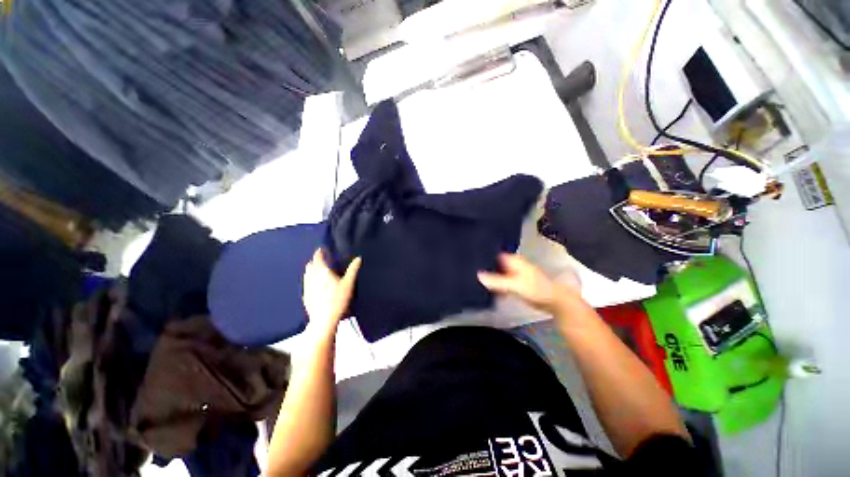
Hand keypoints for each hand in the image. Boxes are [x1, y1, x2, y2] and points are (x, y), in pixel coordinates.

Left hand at [302, 249, 361, 335]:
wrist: (324, 319)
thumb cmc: (338, 299)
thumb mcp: (348, 283)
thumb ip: (353, 270)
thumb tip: (358, 258)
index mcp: (322, 271)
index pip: (317, 258)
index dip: (319, 252)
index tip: (321, 249)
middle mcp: (311, 277)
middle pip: (310, 265)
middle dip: (315, 261)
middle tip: (322, 260)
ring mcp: (306, 287)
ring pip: (306, 274)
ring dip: (311, 269)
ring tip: (318, 271)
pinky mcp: (305, 296)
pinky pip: (306, 283)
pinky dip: (310, 279)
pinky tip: (315, 285)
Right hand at [478, 253, 580, 314]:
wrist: (555, 301)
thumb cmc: (536, 289)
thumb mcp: (514, 285)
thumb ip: (496, 281)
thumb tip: (477, 275)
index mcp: (513, 259)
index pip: (494, 252)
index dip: (483, 253)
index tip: (470, 254)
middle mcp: (513, 263)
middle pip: (495, 261)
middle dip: (484, 263)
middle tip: (470, 265)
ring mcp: (516, 272)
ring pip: (498, 270)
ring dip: (490, 272)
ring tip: (474, 274)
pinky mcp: (517, 282)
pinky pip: (502, 278)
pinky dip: (496, 281)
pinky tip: (487, 285)